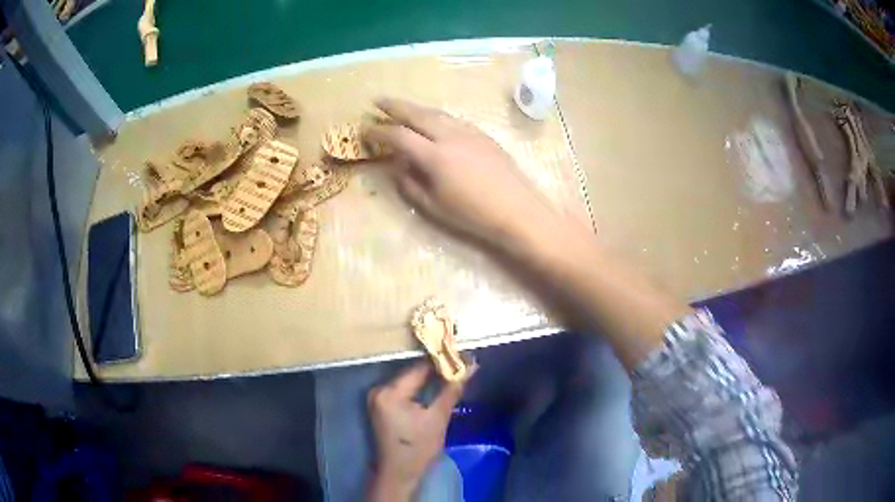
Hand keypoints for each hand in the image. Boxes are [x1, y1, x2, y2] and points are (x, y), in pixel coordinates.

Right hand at [365, 98, 559, 250]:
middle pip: (417, 114)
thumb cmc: (473, 215)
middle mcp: (450, 136)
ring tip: (402, 107)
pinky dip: (436, 115)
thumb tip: (398, 167)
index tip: (365, 129)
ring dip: (416, 108)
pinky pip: (453, 119)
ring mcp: (469, 132)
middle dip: (394, 106)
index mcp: (434, 155)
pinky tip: (433, 120)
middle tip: (377, 101)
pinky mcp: (483, 135)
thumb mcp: (434, 206)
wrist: (517, 210)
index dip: (378, 131)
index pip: (398, 136)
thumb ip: (410, 184)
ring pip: (437, 113)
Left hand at [367, 362, 464, 500]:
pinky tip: (435, 388)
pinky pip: (402, 390)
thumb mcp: (438, 419)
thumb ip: (451, 390)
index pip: (418, 368)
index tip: (462, 357)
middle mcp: (379, 390)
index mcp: (390, 392)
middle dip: (435, 370)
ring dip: (428, 380)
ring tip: (451, 375)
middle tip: (460, 366)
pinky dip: (418, 390)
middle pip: (412, 374)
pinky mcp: (381, 405)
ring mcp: (377, 398)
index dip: (441, 362)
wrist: (399, 473)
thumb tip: (470, 366)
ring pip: (408, 382)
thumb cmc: (418, 449)